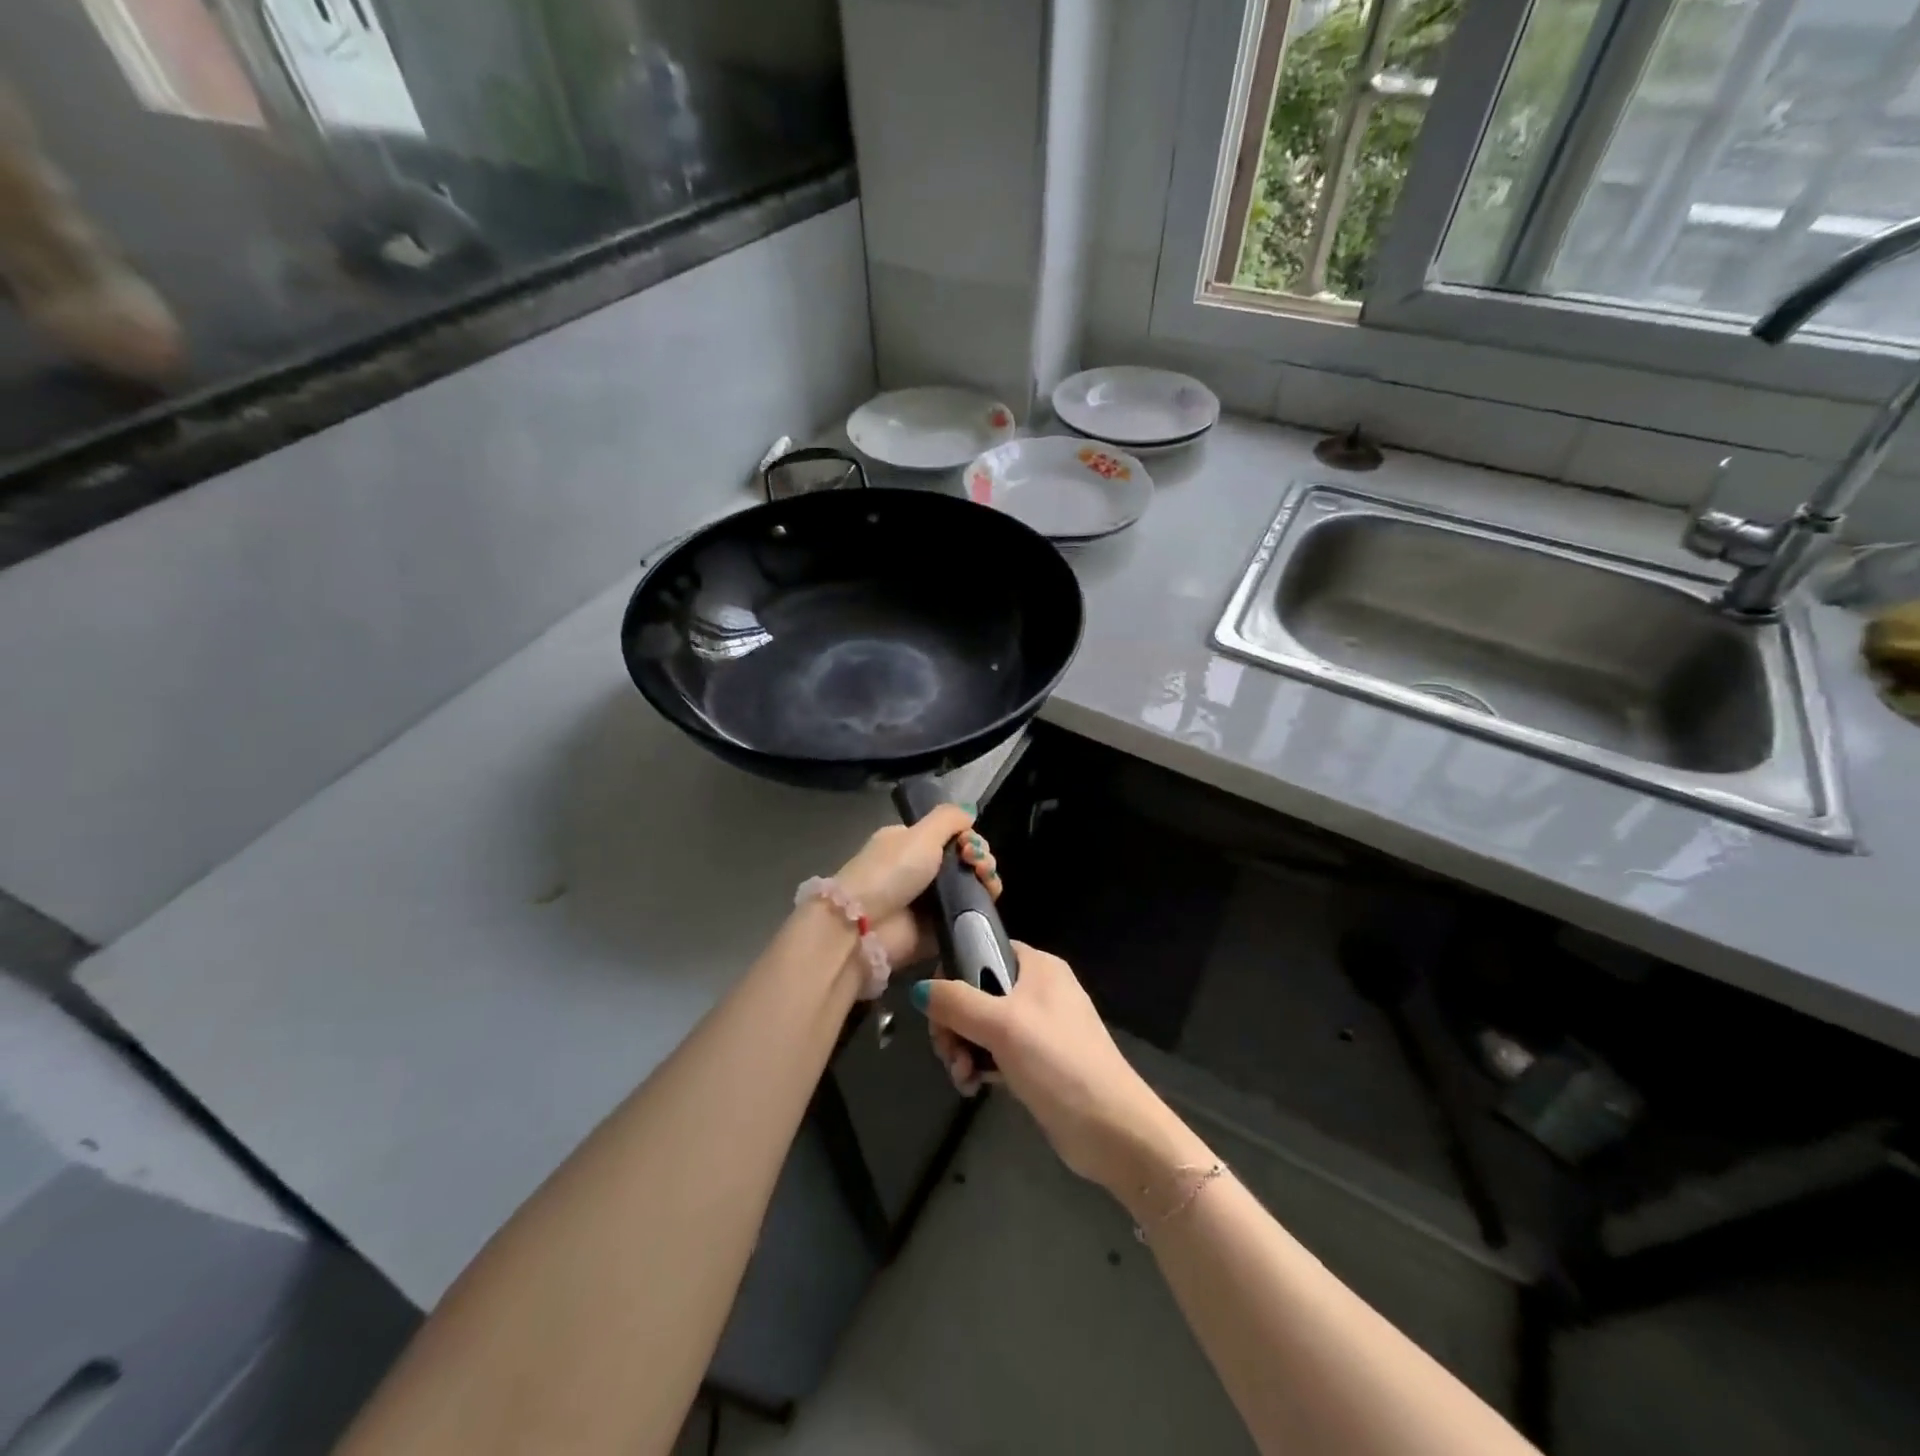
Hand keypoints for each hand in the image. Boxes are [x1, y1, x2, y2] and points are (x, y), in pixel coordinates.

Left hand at [829, 805, 999, 970]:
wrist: (867, 925)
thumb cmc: (891, 871)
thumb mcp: (919, 834)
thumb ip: (948, 818)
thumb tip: (969, 812)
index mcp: (911, 844)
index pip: (951, 836)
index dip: (968, 836)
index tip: (968, 842)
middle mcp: (922, 870)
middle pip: (966, 859)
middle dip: (980, 856)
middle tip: (975, 861)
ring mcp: (933, 901)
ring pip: (973, 885)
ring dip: (986, 877)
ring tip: (985, 878)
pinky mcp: (942, 927)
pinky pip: (972, 913)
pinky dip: (984, 904)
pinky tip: (988, 896)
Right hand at [913, 944, 1197, 1200]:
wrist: (1112, 1130)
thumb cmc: (1059, 1063)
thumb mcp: (1002, 1025)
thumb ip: (957, 1002)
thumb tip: (919, 990)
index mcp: (1038, 966)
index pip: (982, 949)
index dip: (954, 973)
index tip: (937, 1006)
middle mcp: (1038, 989)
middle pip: (977, 991)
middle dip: (955, 1023)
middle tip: (948, 1052)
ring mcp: (1039, 1027)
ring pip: (982, 1025)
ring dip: (964, 1049)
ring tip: (963, 1077)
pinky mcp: (1038, 1062)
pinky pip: (996, 1052)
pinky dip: (980, 1066)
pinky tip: (973, 1087)